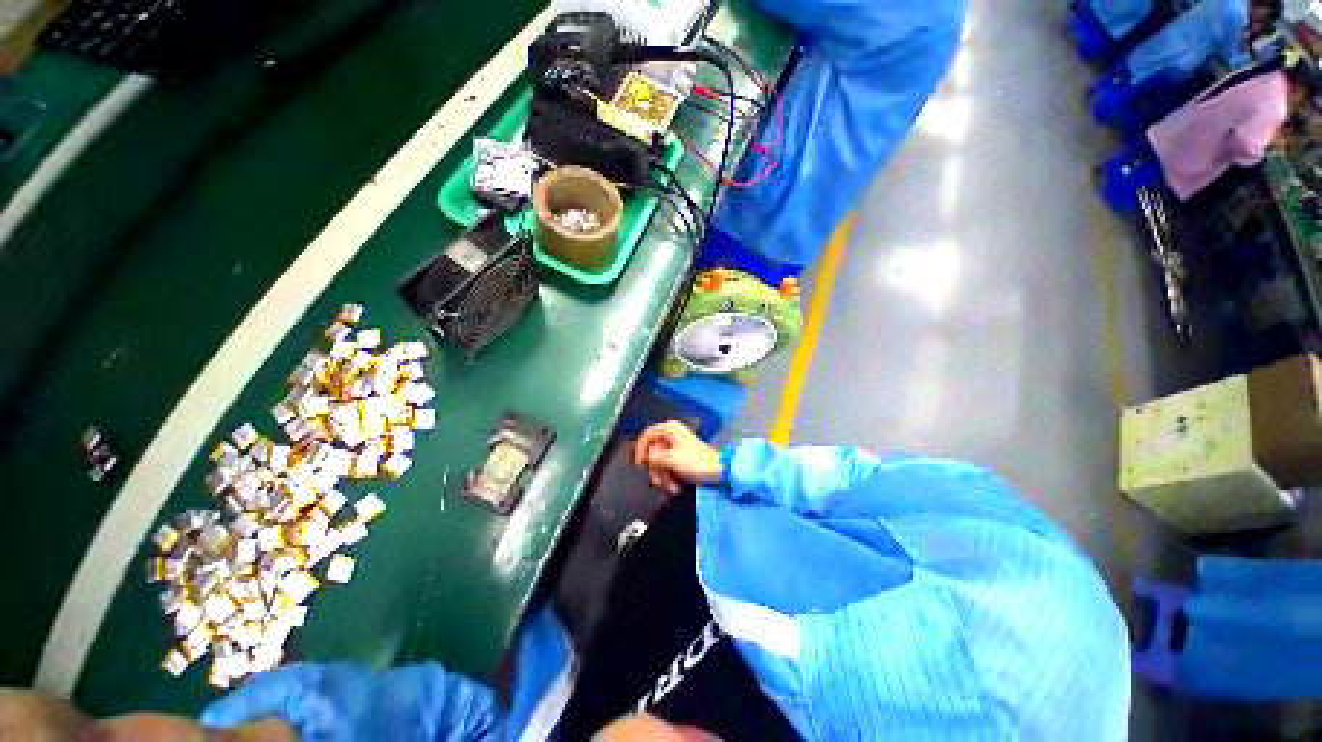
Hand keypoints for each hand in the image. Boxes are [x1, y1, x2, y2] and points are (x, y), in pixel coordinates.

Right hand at [634, 421, 721, 494]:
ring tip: (672, 487)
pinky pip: (669, 465)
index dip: (640, 450)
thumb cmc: (695, 461)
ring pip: (660, 461)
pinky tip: (676, 486)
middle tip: (658, 482)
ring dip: (663, 476)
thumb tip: (647, 457)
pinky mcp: (681, 456)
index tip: (640, 465)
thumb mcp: (670, 459)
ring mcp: (676, 445)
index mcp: (669, 429)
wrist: (718, 470)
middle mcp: (671, 433)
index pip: (646, 435)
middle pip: (653, 451)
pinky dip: (670, 476)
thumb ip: (654, 457)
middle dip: (656, 469)